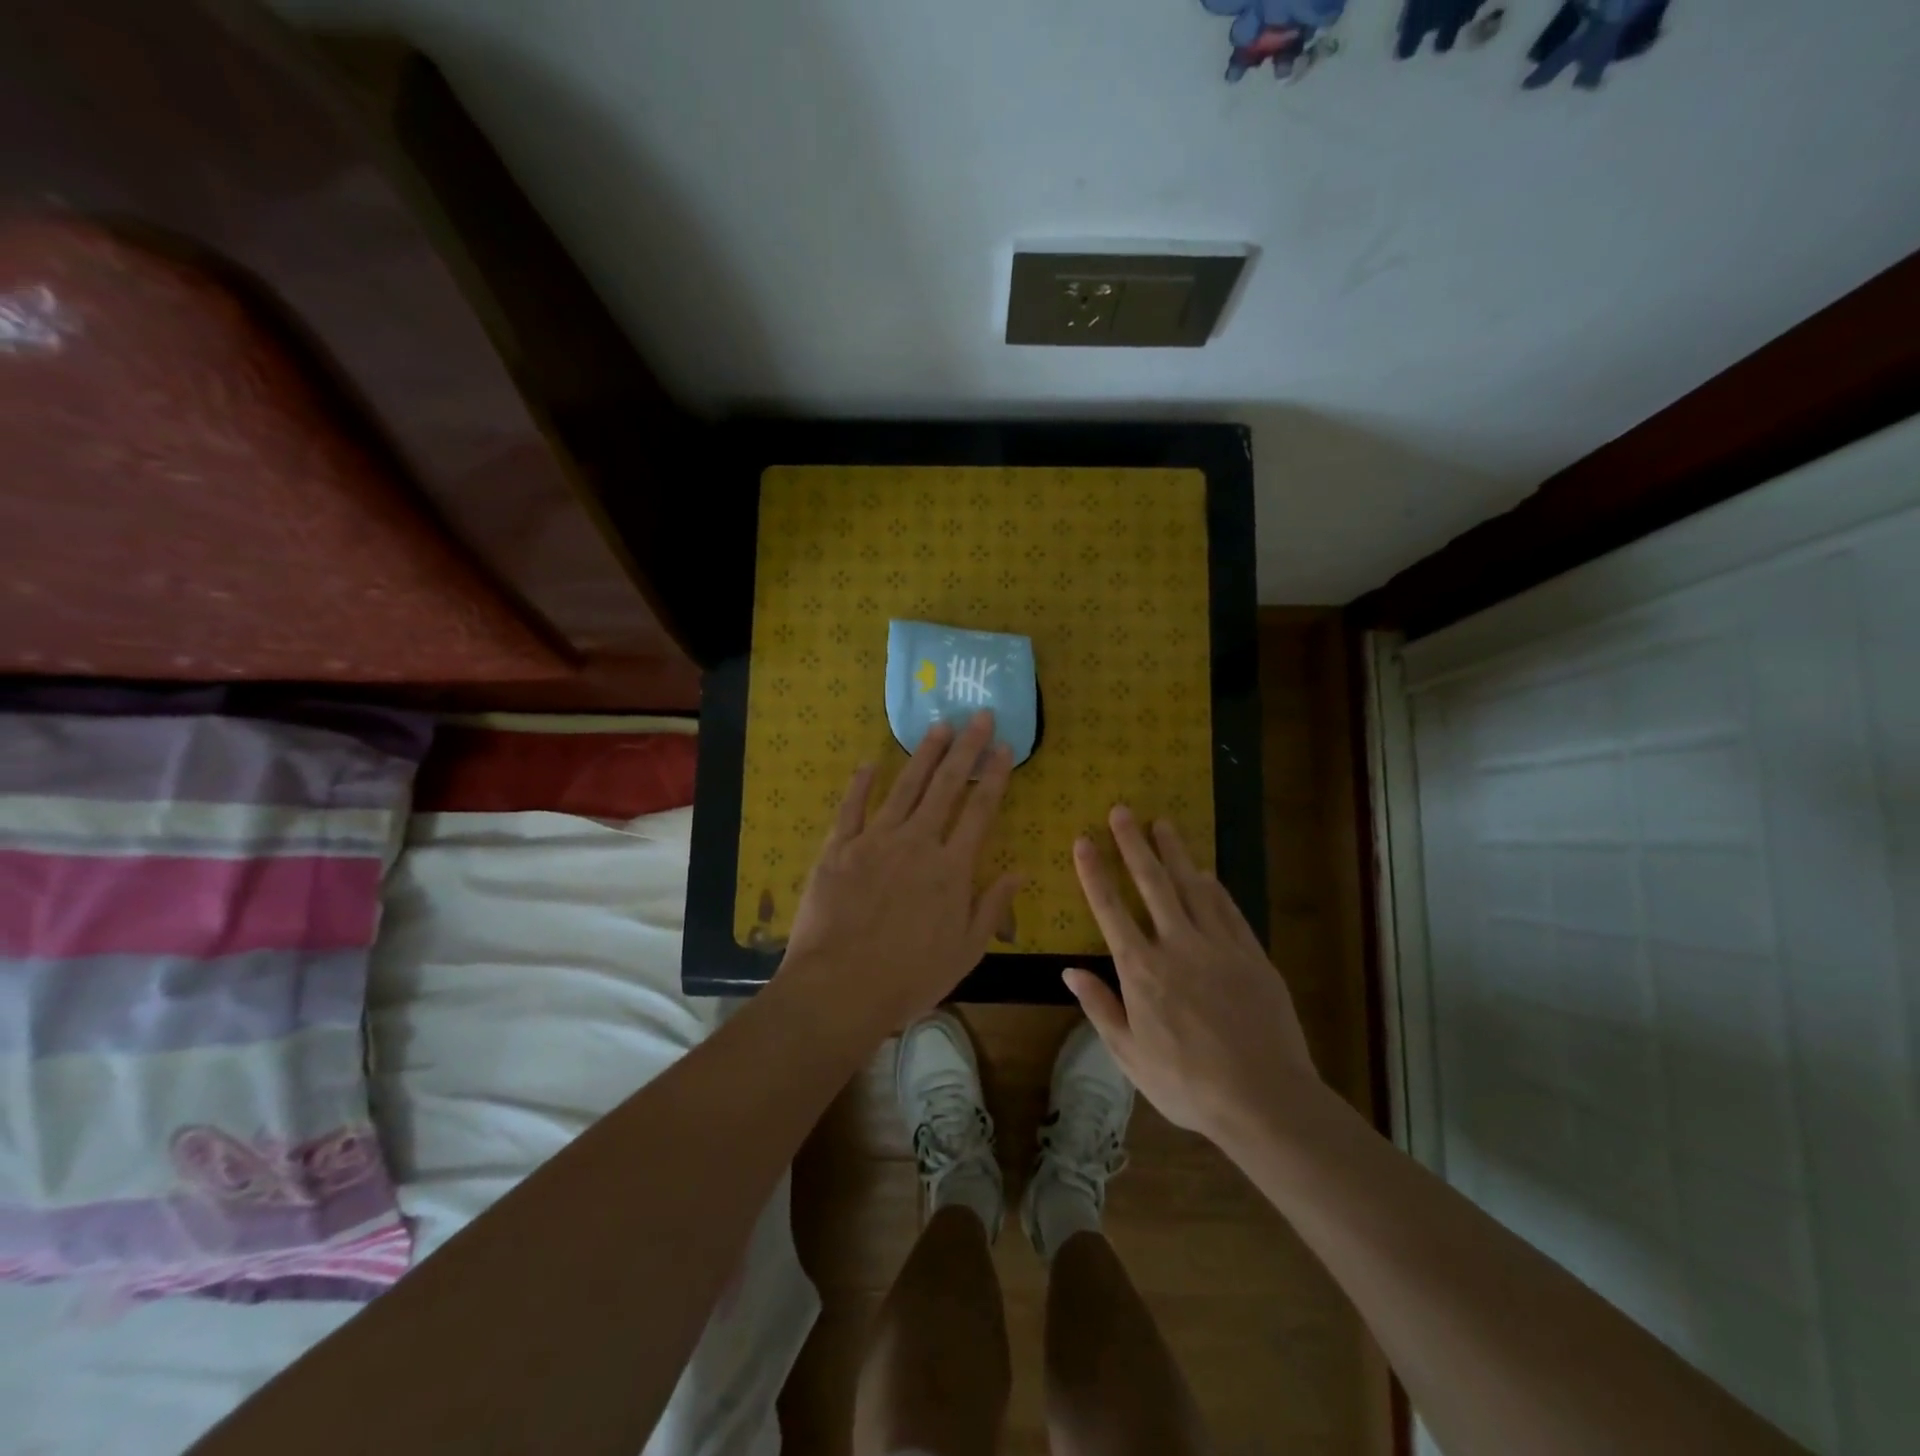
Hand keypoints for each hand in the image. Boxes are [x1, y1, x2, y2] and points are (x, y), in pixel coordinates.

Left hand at [782, 711, 1020, 1040]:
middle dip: (966, 748)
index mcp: (952, 868)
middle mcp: (917, 843)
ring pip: (905, 787)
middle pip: (946, 786)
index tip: (1005, 746)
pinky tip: (869, 763)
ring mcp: (875, 841)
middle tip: (978, 716)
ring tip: (939, 726)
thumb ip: (992, 907)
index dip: (994, 775)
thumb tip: (1019, 871)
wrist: (839, 988)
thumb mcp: (965, 952)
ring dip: (923, 754)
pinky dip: (860, 784)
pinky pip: (851, 808)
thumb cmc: (909, 978)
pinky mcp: (838, 848)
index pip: (980, 810)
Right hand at [1064, 807, 1318, 1140]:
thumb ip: (1100, 1008)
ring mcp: (1218, 946)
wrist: (1265, 1098)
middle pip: (1152, 883)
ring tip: (1161, 822)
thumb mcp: (1130, 1056)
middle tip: (1122, 810)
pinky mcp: (1251, 954)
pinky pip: (1228, 909)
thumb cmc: (1188, 1083)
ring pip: (1191, 886)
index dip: (1095, 872)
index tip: (1084, 840)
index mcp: (1142, 970)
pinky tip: (1205, 871)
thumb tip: (1069, 971)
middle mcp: (1177, 946)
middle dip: (1133, 844)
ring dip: (1174, 852)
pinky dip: (1213, 886)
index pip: (1111, 909)